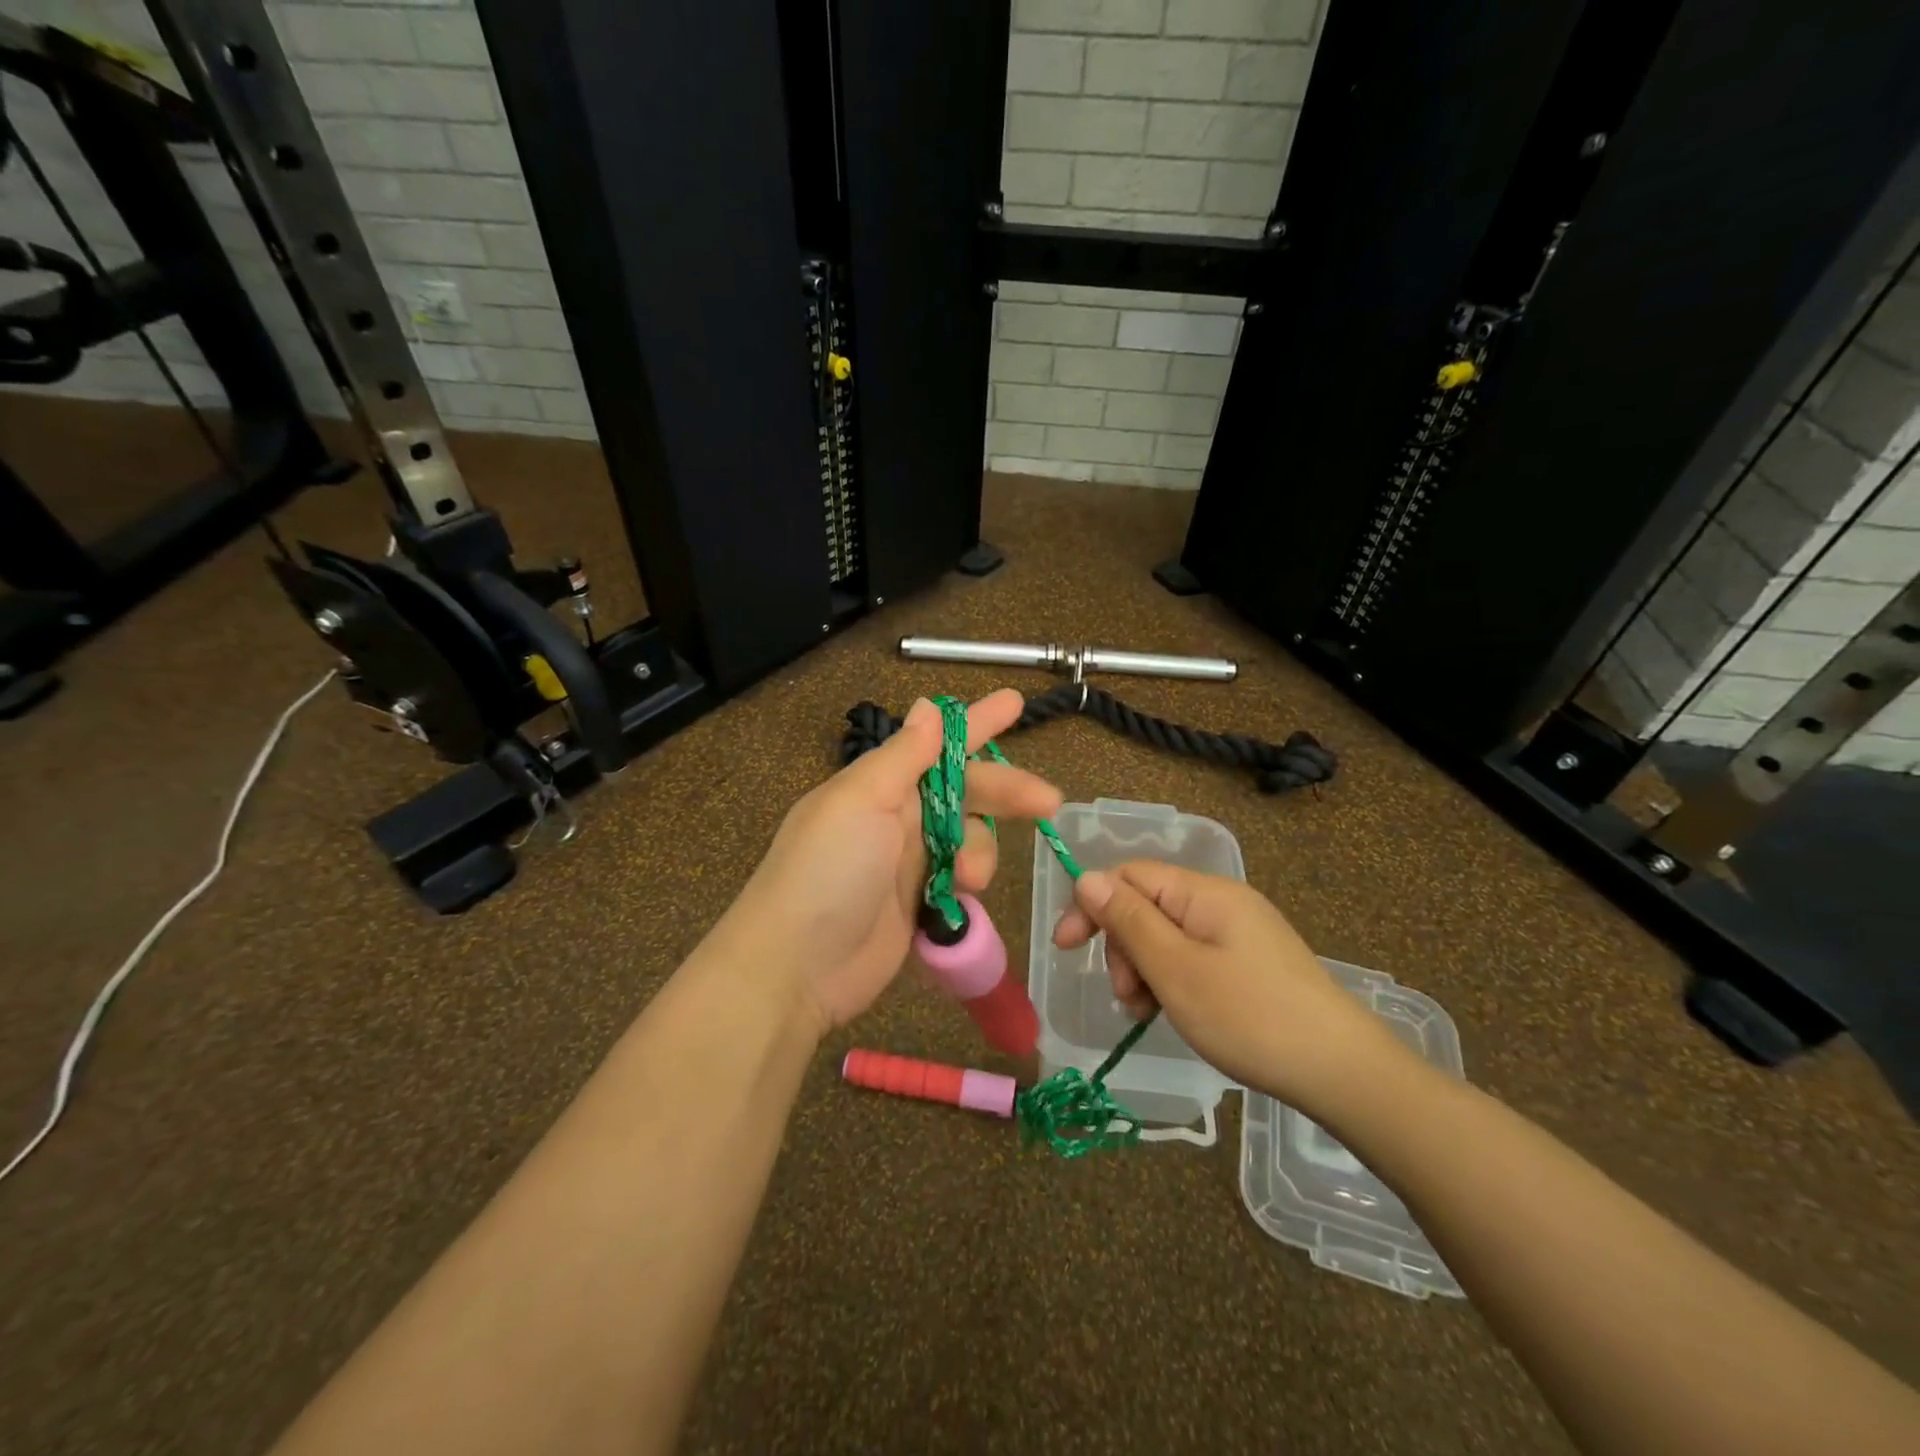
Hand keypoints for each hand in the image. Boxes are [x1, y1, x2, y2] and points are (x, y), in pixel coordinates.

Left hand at [733, 689, 1061, 1035]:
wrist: (795, 967)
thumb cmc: (827, 870)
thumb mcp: (862, 800)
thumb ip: (904, 756)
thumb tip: (928, 705)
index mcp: (881, 784)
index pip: (939, 744)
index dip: (977, 723)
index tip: (1016, 703)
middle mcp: (897, 817)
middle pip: (966, 792)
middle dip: (1006, 792)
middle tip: (1049, 801)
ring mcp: (908, 864)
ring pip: (969, 839)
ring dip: (980, 853)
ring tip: (970, 881)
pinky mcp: (918, 906)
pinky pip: (960, 882)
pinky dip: (969, 887)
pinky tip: (965, 899)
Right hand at [1053, 862, 1408, 1116]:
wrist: (1344, 1072)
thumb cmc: (1250, 1017)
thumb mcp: (1176, 970)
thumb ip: (1128, 920)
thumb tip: (1087, 876)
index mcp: (1203, 892)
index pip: (1128, 875)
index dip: (1092, 905)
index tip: (1065, 948)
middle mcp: (1220, 901)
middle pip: (1146, 905)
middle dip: (1123, 947)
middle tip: (1128, 996)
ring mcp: (1238, 932)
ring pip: (1166, 936)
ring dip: (1144, 970)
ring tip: (1149, 1014)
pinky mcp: (1250, 962)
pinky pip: (1192, 957)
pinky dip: (1172, 982)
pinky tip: (1173, 1013)